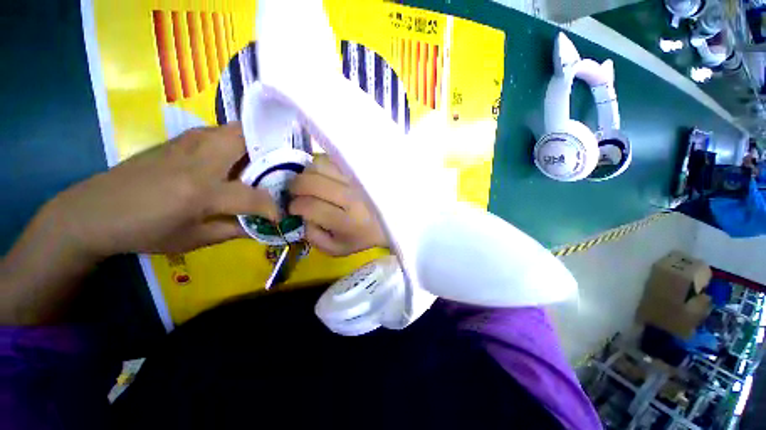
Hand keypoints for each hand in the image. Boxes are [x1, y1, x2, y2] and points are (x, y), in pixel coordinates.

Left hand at [1, 123, 276, 323]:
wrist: (93, 211)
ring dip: (252, 144)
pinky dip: (233, 142)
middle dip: (269, 151)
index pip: (253, 197)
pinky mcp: (177, 140)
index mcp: (200, 191)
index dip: (273, 208)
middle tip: (277, 171)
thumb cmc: (143, 232)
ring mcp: (186, 144)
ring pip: (232, 129)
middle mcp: (198, 160)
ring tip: (258, 165)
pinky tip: (230, 161)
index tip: (281, 215)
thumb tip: (263, 227)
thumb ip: (234, 230)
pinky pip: (217, 132)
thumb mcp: (192, 240)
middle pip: (245, 138)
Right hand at [289, 155, 387, 255]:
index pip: (310, 206)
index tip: (294, 208)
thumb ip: (312, 235)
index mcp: (348, 222)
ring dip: (308, 174)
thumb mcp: (335, 248)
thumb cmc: (361, 239)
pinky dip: (322, 166)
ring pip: (321, 165)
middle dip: (296, 186)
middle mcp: (353, 197)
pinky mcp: (361, 168)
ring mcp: (358, 179)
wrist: (388, 222)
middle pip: (312, 182)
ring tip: (310, 184)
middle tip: (295, 193)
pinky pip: (333, 158)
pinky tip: (324, 176)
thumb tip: (301, 214)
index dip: (295, 206)